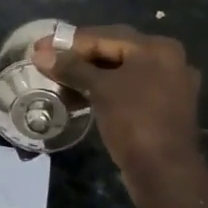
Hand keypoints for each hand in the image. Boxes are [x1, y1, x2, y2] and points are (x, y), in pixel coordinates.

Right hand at [34, 25, 203, 178]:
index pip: (104, 37)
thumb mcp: (100, 90)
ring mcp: (169, 85)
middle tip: (47, 61)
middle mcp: (168, 60)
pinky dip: (105, 90)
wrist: (164, 171)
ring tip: (59, 81)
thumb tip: (40, 54)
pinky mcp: (163, 107)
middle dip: (78, 57)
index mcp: (157, 48)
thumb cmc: (134, 121)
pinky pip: (128, 89)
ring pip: (120, 71)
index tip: (39, 48)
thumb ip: (71, 68)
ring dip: (89, 75)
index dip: (67, 42)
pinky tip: (82, 96)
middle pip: (114, 51)